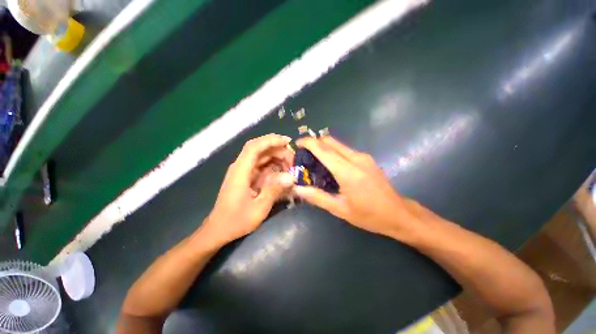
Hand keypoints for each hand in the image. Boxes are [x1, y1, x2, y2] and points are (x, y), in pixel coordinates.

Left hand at [201, 134, 294, 244]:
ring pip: (262, 156)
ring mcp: (243, 171)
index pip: (254, 147)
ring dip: (277, 158)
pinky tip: (282, 173)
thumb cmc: (236, 221)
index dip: (271, 140)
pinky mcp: (247, 176)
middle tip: (293, 161)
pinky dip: (273, 166)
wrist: (218, 229)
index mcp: (241, 171)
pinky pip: (262, 166)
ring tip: (290, 167)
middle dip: (278, 151)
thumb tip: (291, 177)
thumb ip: (274, 190)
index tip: (288, 141)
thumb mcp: (259, 208)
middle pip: (260, 149)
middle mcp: (241, 167)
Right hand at [294, 136, 421, 239]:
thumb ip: (317, 197)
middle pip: (330, 141)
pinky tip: (330, 165)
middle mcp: (356, 158)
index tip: (297, 143)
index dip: (309, 143)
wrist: (399, 214)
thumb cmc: (368, 215)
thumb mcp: (340, 209)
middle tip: (304, 154)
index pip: (324, 149)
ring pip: (338, 144)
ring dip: (324, 147)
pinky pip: (345, 150)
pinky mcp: (367, 158)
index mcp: (348, 172)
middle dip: (315, 142)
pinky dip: (333, 152)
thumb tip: (298, 189)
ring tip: (315, 161)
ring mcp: (363, 157)